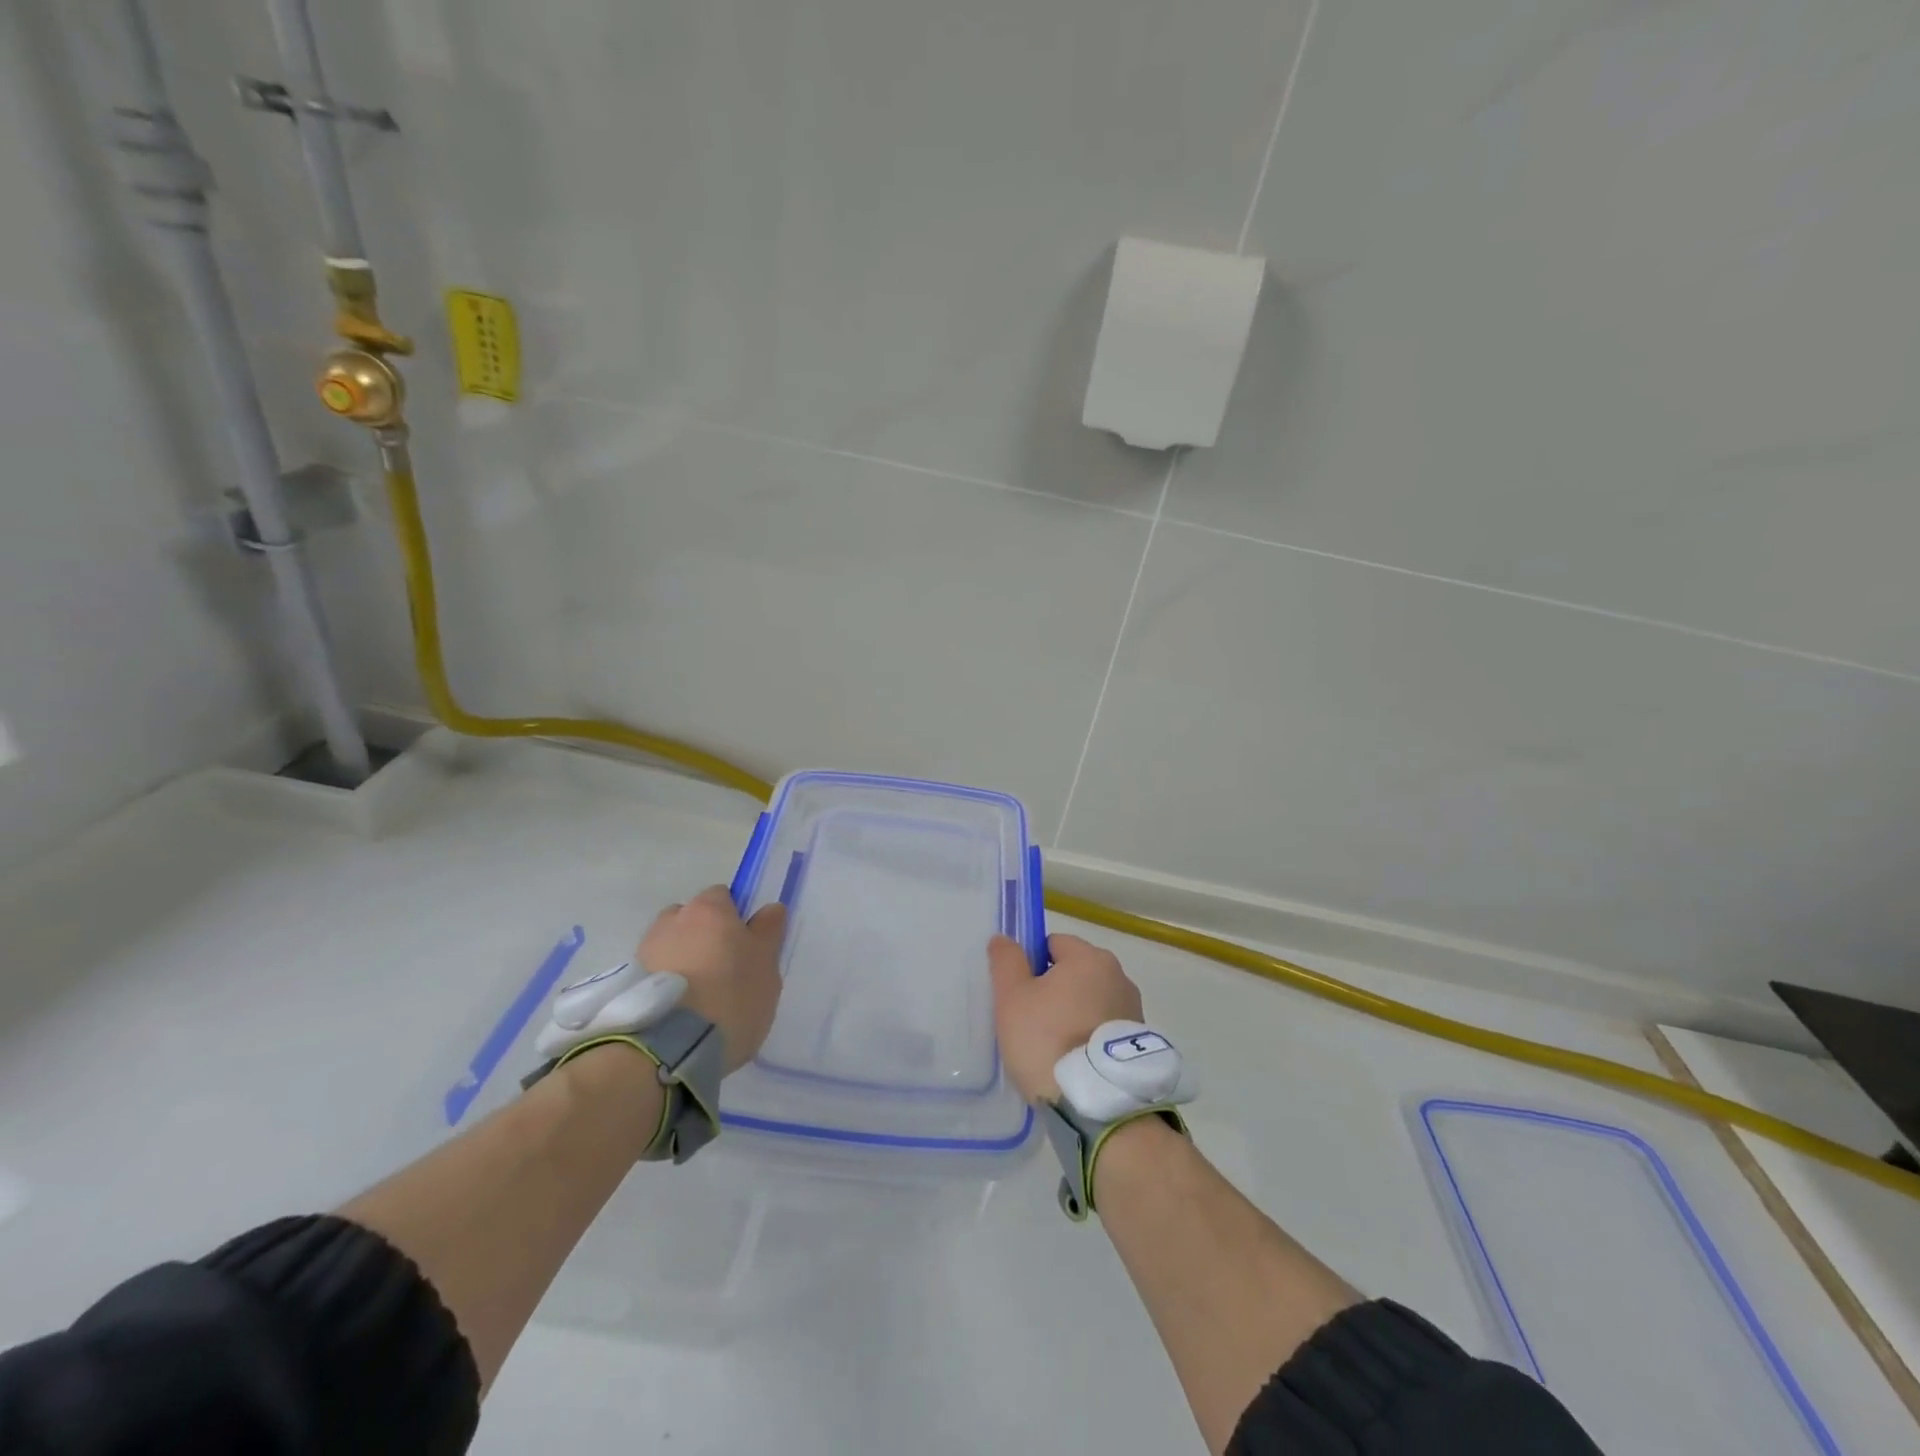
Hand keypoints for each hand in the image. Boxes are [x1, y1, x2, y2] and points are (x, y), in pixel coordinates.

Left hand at [637, 886, 786, 1074]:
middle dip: (703, 936)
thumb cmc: (731, 995)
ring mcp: (645, 950)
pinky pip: (653, 973)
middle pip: (690, 919)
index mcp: (709, 909)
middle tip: (721, 969)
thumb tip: (770, 909)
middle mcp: (672, 920)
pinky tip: (677, 1010)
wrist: (671, 1047)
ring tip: (695, 995)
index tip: (744, 947)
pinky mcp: (627, 983)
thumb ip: (768, 932)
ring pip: (669, 945)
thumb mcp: (766, 965)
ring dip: (680, 959)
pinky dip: (664, 982)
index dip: (734, 918)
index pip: (722, 897)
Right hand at [988, 932, 1144, 1103]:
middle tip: (1030, 1022)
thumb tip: (1003, 938)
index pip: (1054, 943)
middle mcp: (1119, 976)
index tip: (1020, 995)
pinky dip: (1089, 1037)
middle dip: (1053, 991)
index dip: (1032, 964)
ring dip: (1073, 1014)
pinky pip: (1103, 1027)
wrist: (1097, 1104)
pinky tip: (1073, 1062)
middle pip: (1074, 973)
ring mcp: (1133, 1010)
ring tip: (1053, 1049)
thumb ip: (1007, 961)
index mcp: (1090, 958)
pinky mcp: (1139, 1043)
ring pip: (1089, 1001)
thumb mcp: (1013, 998)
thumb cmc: (1048, 1039)